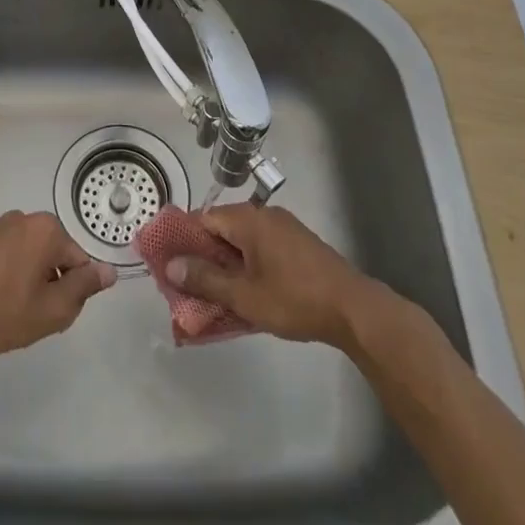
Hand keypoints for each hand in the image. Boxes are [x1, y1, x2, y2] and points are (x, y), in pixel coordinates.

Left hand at [0, 210, 116, 355]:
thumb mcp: (50, 310)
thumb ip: (84, 289)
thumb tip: (109, 271)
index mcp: (48, 230)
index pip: (79, 262)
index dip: (71, 294)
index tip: (50, 315)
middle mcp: (25, 218)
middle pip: (53, 257)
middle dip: (48, 287)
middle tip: (30, 317)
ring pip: (28, 259)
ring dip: (25, 284)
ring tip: (6, 313)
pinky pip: (5, 258)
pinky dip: (4, 279)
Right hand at [163, 204, 371, 346]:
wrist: (353, 310)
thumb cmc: (294, 299)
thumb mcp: (244, 295)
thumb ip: (206, 280)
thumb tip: (171, 266)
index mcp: (248, 219)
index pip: (203, 218)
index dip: (184, 240)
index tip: (172, 265)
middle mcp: (264, 215)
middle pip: (222, 228)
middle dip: (205, 256)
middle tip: (190, 285)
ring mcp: (284, 228)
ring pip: (242, 240)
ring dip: (227, 263)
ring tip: (215, 294)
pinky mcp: (297, 244)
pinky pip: (261, 248)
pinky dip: (248, 265)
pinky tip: (247, 291)